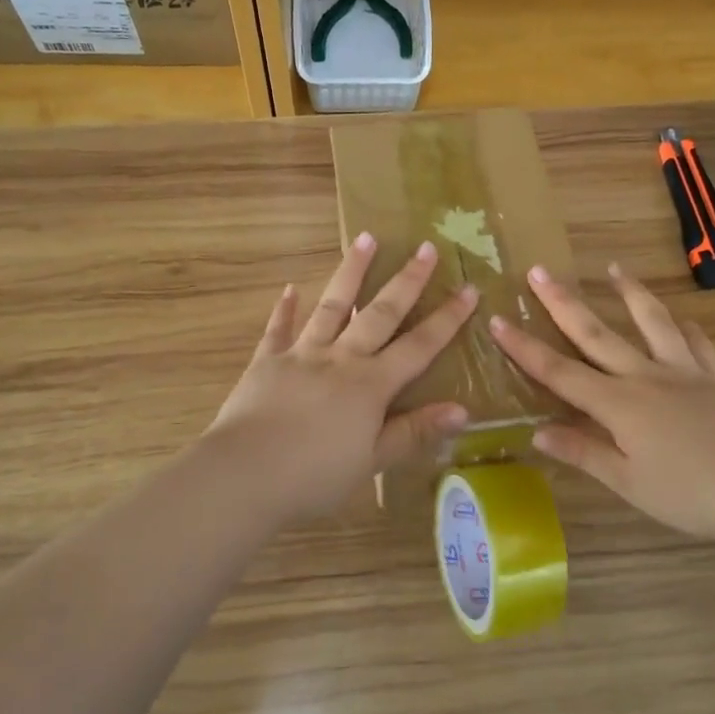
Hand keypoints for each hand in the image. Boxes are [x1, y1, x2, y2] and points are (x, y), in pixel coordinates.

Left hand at [205, 233, 478, 520]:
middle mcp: (341, 359)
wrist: (245, 474)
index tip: (469, 289)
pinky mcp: (266, 362)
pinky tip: (290, 288)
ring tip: (365, 238)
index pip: (419, 346)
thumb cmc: (315, 475)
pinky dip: (285, 309)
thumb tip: (463, 410)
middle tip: (427, 247)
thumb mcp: (373, 461)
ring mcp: (302, 355)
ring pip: (332, 306)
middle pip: (380, 313)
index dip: (446, 319)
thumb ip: (414, 432)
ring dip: (351, 272)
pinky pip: (278, 329)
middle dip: (407, 281)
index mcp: (371, 385)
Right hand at [487, 263, 714, 542]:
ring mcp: (684, 373)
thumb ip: (583, 452)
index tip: (498, 320)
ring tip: (615, 268)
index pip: (559, 372)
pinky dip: (688, 330)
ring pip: (653, 324)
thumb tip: (538, 432)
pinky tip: (684, 320)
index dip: (525, 348)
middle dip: (564, 303)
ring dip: (631, 294)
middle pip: (597, 334)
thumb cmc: (690, 492)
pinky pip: (699, 346)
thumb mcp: (628, 481)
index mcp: (617, 404)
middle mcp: (645, 377)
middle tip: (541, 271)